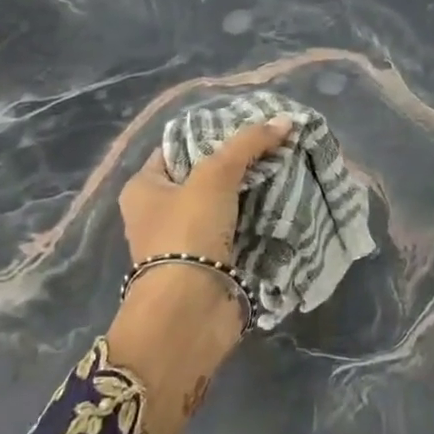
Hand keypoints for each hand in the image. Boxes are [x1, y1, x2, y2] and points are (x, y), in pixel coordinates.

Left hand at [107, 116, 291, 433]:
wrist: (189, 312)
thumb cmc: (187, 233)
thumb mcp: (215, 175)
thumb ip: (249, 144)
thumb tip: (285, 121)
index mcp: (144, 187)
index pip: (179, 146)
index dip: (213, 131)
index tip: (251, 123)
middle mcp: (161, 211)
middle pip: (206, 174)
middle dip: (241, 161)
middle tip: (277, 143)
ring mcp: (187, 240)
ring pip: (226, 202)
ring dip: (254, 190)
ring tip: (289, 166)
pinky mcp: (212, 262)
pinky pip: (239, 229)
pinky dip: (259, 217)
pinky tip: (286, 199)